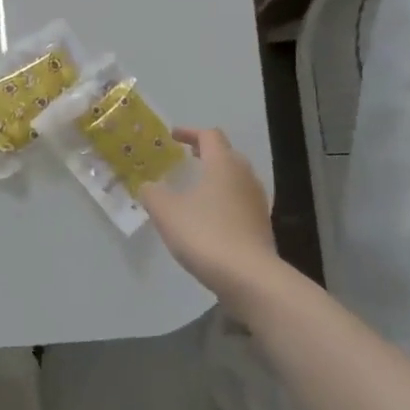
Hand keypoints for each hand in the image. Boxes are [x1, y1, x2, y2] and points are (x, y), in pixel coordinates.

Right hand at [141, 128, 278, 302]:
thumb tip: (148, 186)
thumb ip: (152, 193)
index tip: (172, 137)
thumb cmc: (205, 234)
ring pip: (236, 179)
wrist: (249, 277)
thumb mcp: (166, 211)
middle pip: (227, 154)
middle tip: (185, 159)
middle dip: (205, 153)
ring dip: (216, 178)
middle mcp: (244, 176)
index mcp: (223, 164)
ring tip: (196, 190)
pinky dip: (224, 201)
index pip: (209, 135)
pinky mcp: (261, 225)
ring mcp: (257, 202)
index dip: (190, 132)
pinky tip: (209, 218)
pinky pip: (240, 202)